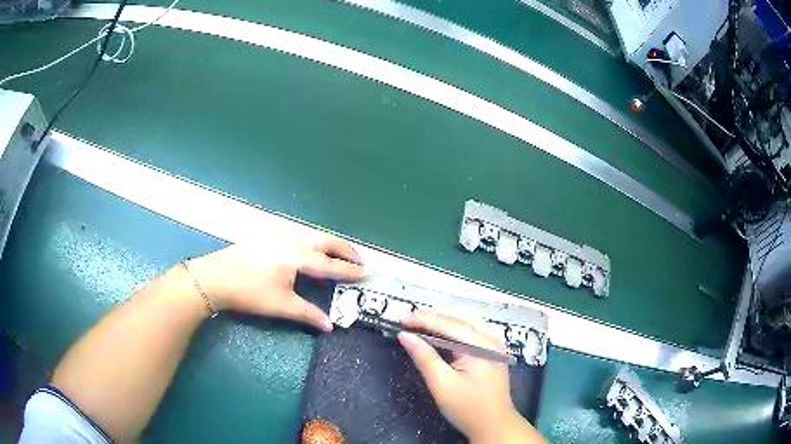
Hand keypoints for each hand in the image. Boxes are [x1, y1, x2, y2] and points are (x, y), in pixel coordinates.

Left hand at [186, 234, 364, 330]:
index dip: (350, 271)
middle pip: (326, 242)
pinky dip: (313, 248)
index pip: (331, 264)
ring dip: (329, 247)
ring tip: (338, 259)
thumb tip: (331, 326)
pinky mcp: (268, 240)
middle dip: (345, 250)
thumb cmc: (249, 292)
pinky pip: (300, 240)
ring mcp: (279, 237)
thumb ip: (308, 313)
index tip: (368, 273)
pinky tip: (308, 259)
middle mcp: (293, 241)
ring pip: (312, 238)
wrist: (214, 277)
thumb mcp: (280, 305)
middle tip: (360, 261)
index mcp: (299, 256)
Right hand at [398, 312, 542, 443]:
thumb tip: (405, 335)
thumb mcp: (442, 384)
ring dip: (446, 317)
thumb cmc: (467, 407)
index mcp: (480, 346)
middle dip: (435, 314)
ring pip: (470, 320)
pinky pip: (475, 329)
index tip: (401, 318)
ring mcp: (495, 344)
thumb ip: (424, 357)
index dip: (423, 319)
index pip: (449, 324)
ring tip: (423, 320)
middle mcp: (491, 339)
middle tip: (410, 318)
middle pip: (461, 316)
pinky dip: (457, 325)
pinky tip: (444, 330)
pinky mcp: (493, 351)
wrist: (494, 425)